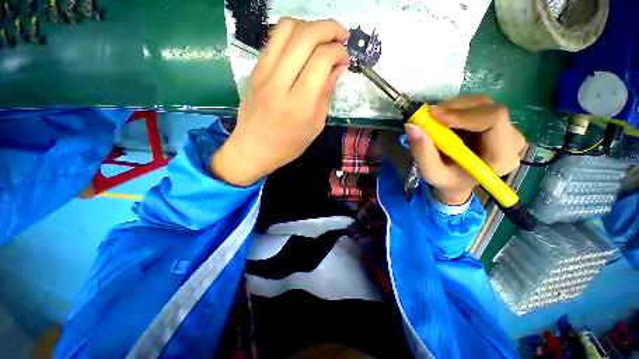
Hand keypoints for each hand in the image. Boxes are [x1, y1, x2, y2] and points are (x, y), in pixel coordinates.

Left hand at [211, 18, 349, 185]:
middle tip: (341, 36)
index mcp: (299, 104)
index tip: (345, 58)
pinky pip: (274, 39)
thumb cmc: (288, 145)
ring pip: (287, 28)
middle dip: (329, 28)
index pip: (321, 59)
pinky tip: (302, 45)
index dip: (338, 51)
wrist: (253, 149)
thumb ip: (326, 94)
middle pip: (306, 36)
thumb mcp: (315, 126)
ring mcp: (263, 73)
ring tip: (321, 38)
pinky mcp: (255, 70)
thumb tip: (338, 67)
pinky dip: (293, 33)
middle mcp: (280, 83)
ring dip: (310, 25)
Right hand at [405, 96, 526, 204]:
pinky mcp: (495, 122)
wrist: (458, 181)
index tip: (434, 116)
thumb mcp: (431, 173)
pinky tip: (443, 121)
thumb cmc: (447, 181)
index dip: (463, 114)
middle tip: (428, 116)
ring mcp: (506, 128)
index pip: (494, 119)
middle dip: (454, 109)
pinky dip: (455, 109)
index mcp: (501, 156)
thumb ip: (422, 153)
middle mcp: (511, 138)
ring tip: (433, 121)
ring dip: (452, 108)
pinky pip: (476, 106)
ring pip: (480, 104)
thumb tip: (412, 126)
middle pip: (487, 108)